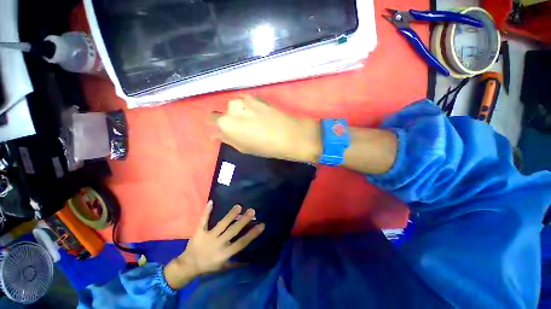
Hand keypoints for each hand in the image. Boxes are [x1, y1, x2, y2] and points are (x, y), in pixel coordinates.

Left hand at [163, 201, 264, 289]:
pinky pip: (203, 221)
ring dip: (230, 215)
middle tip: (252, 211)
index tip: (261, 225)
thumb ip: (236, 262)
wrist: (188, 266)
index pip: (241, 243)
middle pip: (233, 231)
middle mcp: (218, 244)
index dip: (252, 234)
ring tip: (239, 206)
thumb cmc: (208, 266)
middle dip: (243, 221)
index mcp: (225, 253)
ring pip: (221, 224)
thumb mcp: (223, 267)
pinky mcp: (199, 232)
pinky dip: (207, 212)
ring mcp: (208, 237)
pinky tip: (211, 202)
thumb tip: (250, 259)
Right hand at [210, 95, 321, 162]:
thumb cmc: (264, 146)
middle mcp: (231, 107)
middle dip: (230, 119)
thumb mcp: (242, 147)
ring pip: (236, 106)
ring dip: (240, 112)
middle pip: (224, 112)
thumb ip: (227, 138)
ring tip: (254, 121)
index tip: (225, 131)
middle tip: (243, 128)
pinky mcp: (256, 96)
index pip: (211, 119)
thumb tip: (217, 132)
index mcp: (225, 123)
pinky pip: (246, 102)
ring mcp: (244, 99)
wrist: (288, 134)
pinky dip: (249, 107)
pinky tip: (259, 114)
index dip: (217, 126)